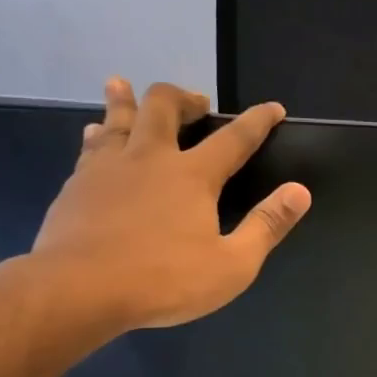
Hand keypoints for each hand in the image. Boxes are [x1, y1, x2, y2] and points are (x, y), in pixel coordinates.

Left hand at [29, 78, 310, 337]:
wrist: (78, 290)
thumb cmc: (164, 281)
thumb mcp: (232, 265)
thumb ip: (266, 226)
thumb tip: (299, 191)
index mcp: (192, 176)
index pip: (234, 139)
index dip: (258, 121)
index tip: (273, 109)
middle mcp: (150, 158)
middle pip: (164, 107)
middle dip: (185, 98)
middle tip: (196, 104)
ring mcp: (109, 167)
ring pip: (119, 116)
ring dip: (127, 98)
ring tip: (125, 86)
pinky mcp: (77, 182)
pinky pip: (91, 144)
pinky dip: (101, 132)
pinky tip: (96, 134)